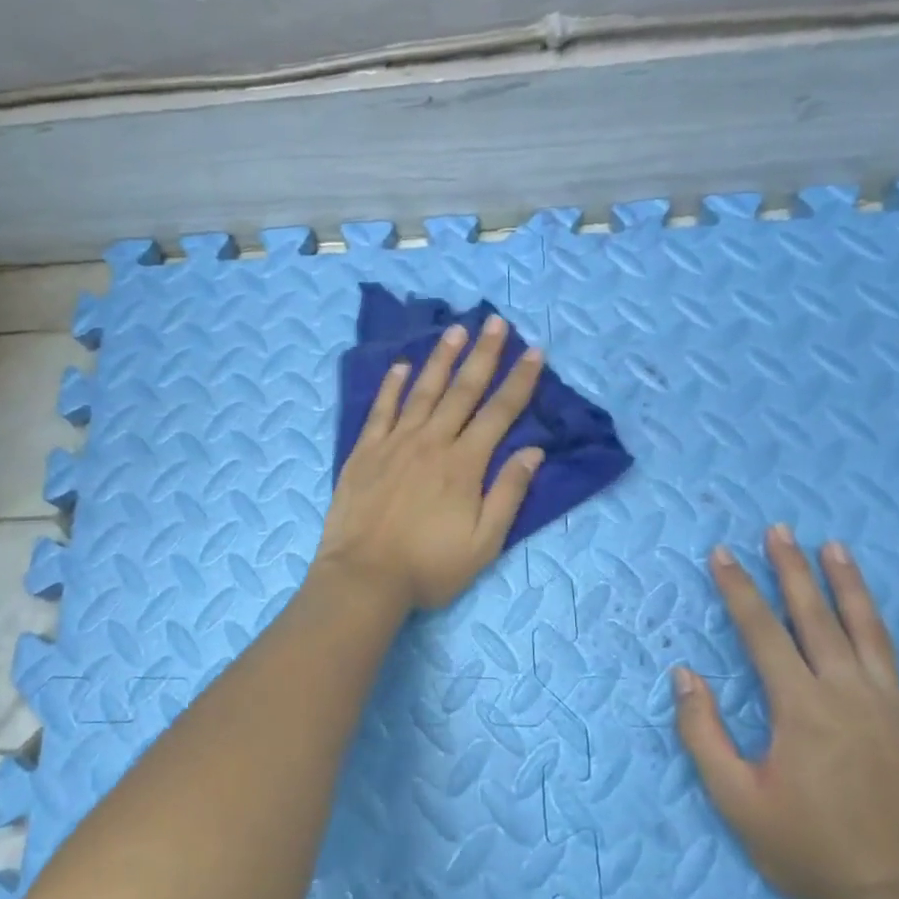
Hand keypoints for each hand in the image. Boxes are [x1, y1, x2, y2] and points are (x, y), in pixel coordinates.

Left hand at [315, 314, 544, 610]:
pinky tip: (402, 365)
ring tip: (456, 330)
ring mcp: (395, 442)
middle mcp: (432, 442)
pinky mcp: (365, 451)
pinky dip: (392, 385)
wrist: (364, 576)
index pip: (499, 413)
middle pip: (463, 390)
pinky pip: (381, 409)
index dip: (519, 381)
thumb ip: (508, 493)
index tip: (534, 352)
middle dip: (484, 355)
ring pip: (423, 391)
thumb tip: (533, 451)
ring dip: (441, 358)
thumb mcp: (484, 542)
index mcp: (464, 464)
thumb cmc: (429, 566)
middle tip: (496, 322)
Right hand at [673, 527, 898, 898]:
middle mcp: (849, 693)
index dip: (738, 588)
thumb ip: (702, 732)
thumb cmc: (806, 849)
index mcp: (800, 706)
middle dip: (791, 569)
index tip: (721, 553)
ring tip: (834, 547)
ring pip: (871, 632)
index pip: (761, 630)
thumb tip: (684, 674)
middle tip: (779, 531)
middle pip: (815, 617)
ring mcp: (897, 710)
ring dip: (850, 586)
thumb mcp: (735, 797)